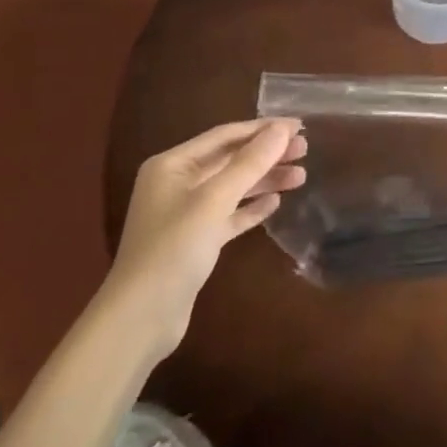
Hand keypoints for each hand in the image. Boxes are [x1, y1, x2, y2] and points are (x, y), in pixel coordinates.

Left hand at [102, 118, 307, 358]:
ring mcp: (185, 214)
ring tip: (300, 177)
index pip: (224, 136)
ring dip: (264, 181)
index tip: (298, 127)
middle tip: (305, 150)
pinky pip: (228, 215)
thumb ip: (250, 163)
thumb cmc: (174, 249)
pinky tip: (275, 204)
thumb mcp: (214, 200)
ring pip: (232, 188)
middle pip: (230, 160)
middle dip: (267, 155)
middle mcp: (177, 183)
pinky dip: (250, 208)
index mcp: (172, 165)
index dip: (263, 129)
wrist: (141, 319)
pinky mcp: (195, 242)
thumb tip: (282, 129)